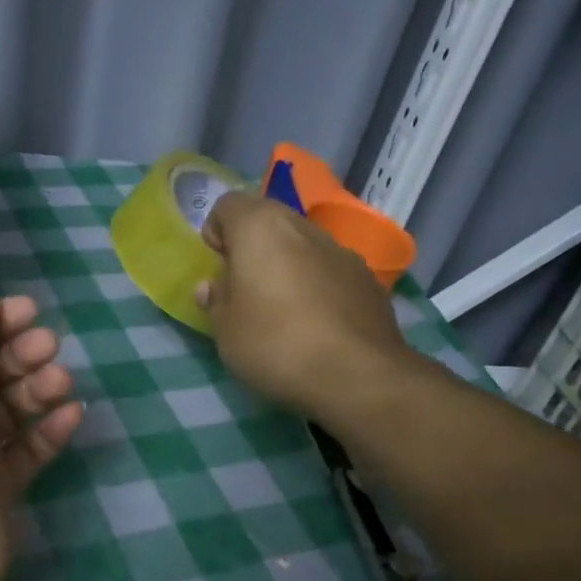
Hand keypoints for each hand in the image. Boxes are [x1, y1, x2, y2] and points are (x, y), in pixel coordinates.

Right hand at [196, 191, 416, 426]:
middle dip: (253, 247)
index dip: (216, 233)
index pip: (227, 205)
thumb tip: (212, 286)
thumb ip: (216, 300)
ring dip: (288, 265)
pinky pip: (330, 270)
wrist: (356, 375)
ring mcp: (341, 250)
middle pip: (268, 221)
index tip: (217, 268)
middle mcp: (302, 226)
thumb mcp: (225, 330)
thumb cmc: (274, 343)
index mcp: (260, 227)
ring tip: (284, 309)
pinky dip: (318, 285)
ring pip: (303, 245)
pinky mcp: (368, 278)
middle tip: (245, 288)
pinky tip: (317, 324)